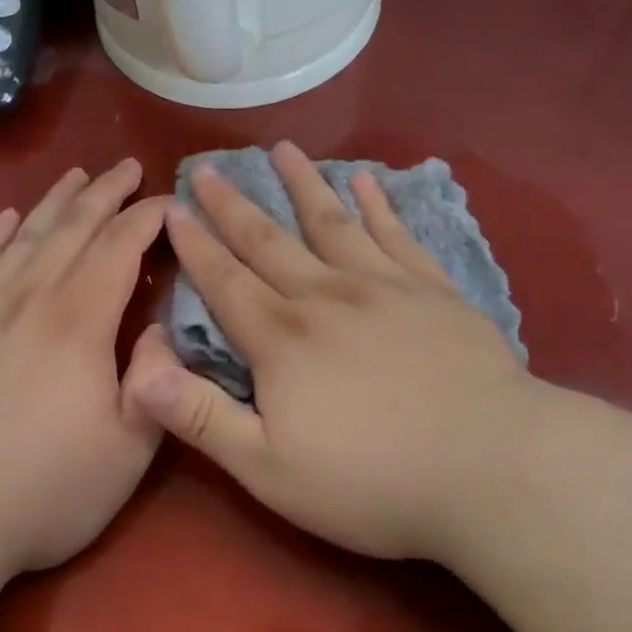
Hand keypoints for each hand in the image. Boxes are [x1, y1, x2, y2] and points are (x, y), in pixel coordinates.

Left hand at [0, 160, 169, 578]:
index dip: (148, 217)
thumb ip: (155, 380)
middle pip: (72, 228)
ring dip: (54, 202)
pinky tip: (5, 219)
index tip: (170, 200)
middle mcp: (29, 298)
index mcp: (79, 321)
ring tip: (76, 176)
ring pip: (24, 237)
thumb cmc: (45, 489)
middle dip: (105, 193)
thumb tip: (161, 327)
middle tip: (127, 168)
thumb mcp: (129, 448)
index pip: (119, 247)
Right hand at [126, 142, 539, 563]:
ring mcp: (386, 287)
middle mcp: (326, 297)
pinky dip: (378, 206)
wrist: (493, 469)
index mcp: (281, 339)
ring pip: (332, 223)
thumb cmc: (372, 482)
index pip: (225, 281)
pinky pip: (397, 235)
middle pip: (269, 241)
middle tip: (207, 168)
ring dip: (302, 185)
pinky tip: (366, 182)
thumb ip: (200, 417)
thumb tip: (138, 371)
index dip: (195, 246)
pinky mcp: (434, 292)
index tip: (173, 209)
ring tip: (282, 150)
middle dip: (233, 205)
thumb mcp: (268, 468)